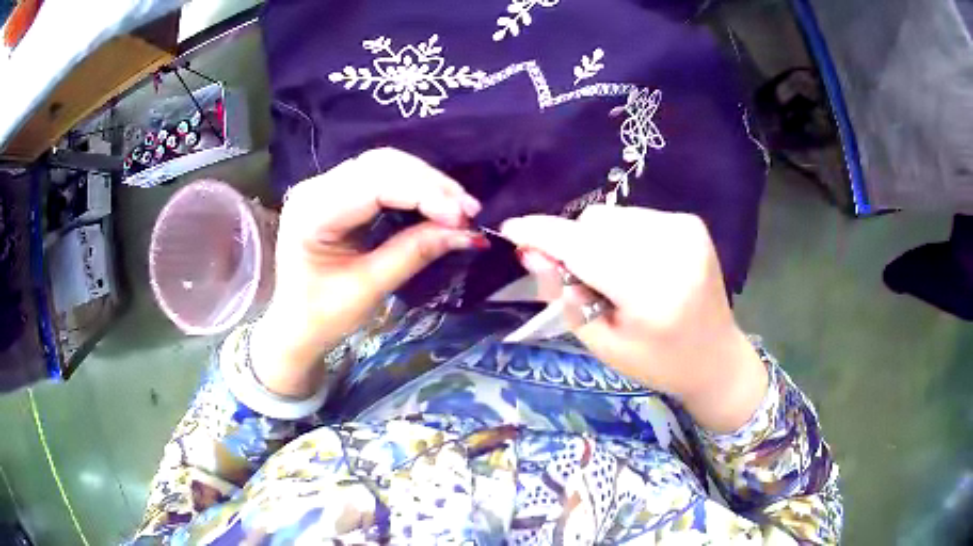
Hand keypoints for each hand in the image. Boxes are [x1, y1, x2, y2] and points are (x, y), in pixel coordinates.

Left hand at [252, 148, 485, 397]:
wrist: (295, 324)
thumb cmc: (324, 315)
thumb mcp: (370, 287)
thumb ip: (415, 252)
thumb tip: (467, 233)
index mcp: (312, 213)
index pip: (375, 186)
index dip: (424, 194)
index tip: (463, 217)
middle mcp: (314, 187)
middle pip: (381, 165)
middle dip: (430, 184)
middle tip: (468, 211)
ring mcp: (323, 184)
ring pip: (384, 164)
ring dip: (425, 181)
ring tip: (459, 206)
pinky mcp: (336, 190)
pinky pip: (380, 175)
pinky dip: (412, 185)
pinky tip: (436, 201)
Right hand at [501, 205, 767, 431]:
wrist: (715, 356)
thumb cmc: (656, 361)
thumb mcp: (602, 343)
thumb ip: (563, 297)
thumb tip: (530, 253)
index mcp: (651, 291)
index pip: (584, 249)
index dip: (542, 235)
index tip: (510, 228)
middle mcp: (673, 249)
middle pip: (595, 223)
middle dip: (574, 245)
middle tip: (584, 282)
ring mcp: (685, 229)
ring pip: (612, 216)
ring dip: (598, 240)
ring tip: (617, 276)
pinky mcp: (691, 222)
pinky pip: (634, 216)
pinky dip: (623, 236)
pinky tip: (638, 265)